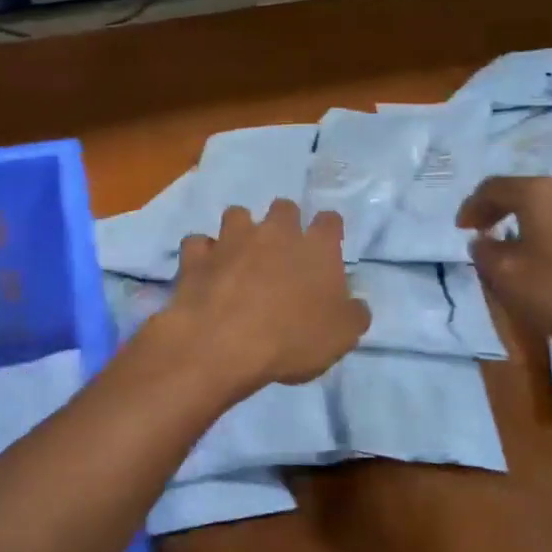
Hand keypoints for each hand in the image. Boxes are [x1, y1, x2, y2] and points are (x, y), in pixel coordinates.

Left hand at [152, 201, 369, 396]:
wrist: (224, 344)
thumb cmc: (292, 339)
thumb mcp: (342, 337)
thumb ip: (353, 314)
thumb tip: (355, 305)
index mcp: (316, 247)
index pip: (330, 221)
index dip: (329, 231)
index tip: (326, 246)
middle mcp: (274, 232)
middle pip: (283, 208)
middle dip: (284, 222)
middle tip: (282, 251)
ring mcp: (231, 240)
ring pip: (237, 215)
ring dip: (240, 231)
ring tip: (239, 255)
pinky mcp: (196, 256)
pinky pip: (197, 243)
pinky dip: (202, 254)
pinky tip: (204, 271)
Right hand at [456, 176, 551, 359]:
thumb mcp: (508, 278)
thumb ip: (485, 253)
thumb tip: (484, 241)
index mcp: (540, 192)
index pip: (493, 188)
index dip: (472, 207)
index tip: (461, 229)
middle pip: (526, 191)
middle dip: (501, 211)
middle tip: (486, 233)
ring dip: (530, 221)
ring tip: (518, 246)